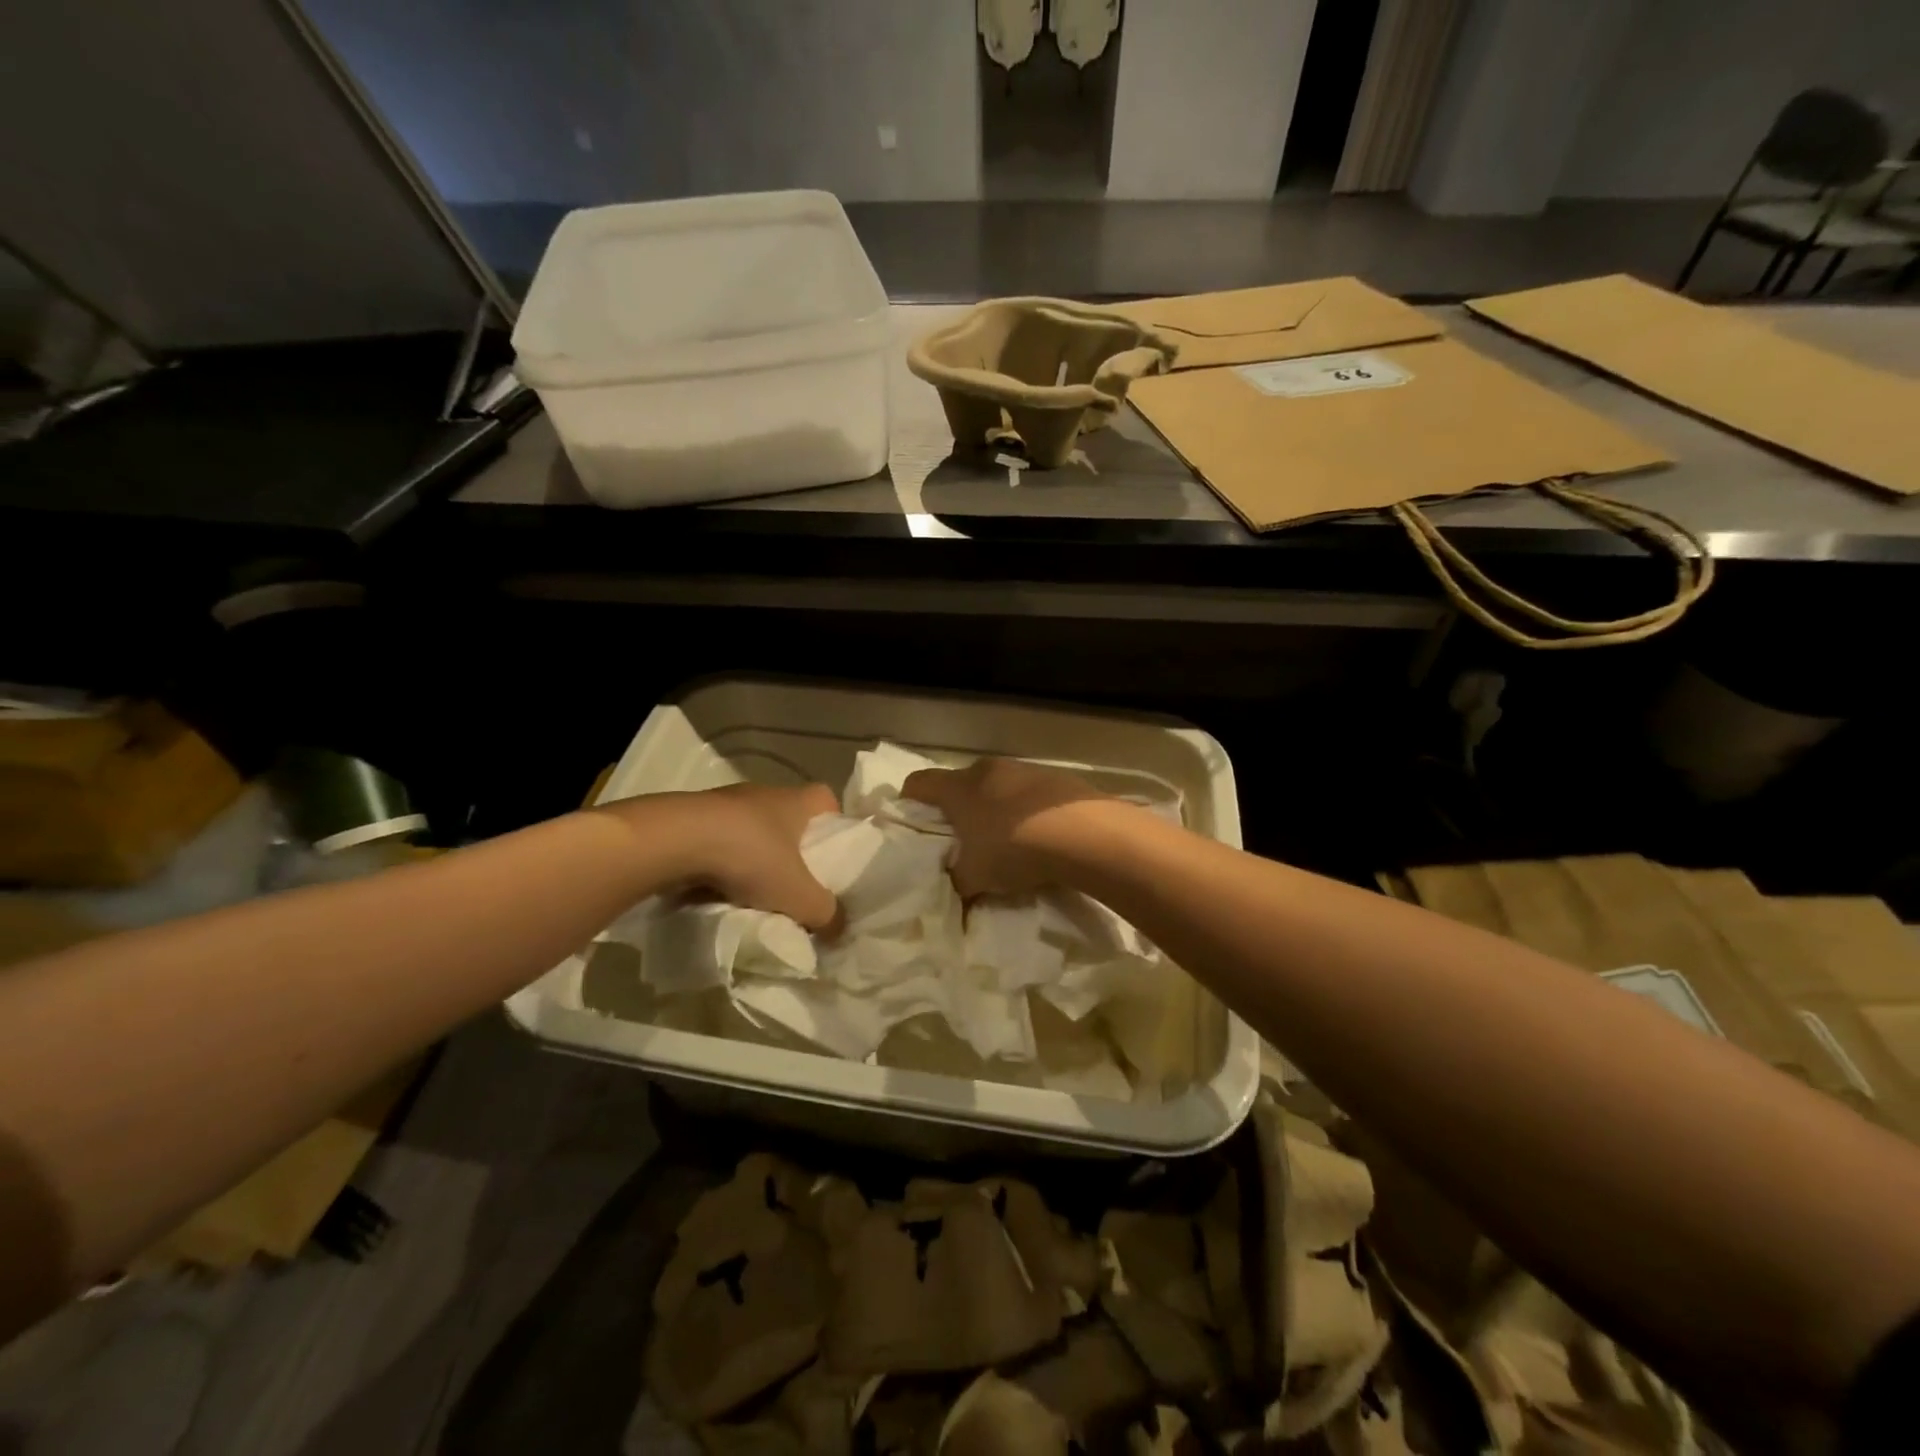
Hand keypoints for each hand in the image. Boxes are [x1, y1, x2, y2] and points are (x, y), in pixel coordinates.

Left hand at [599, 784, 840, 929]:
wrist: (675, 841)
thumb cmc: (750, 857)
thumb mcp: (799, 896)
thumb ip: (826, 913)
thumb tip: (840, 926)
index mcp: (795, 801)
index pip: (826, 799)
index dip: (834, 824)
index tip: (832, 853)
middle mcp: (763, 794)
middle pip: (788, 818)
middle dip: (793, 849)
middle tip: (796, 883)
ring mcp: (724, 803)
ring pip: (751, 830)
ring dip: (754, 857)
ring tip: (755, 893)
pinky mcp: (692, 818)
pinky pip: (718, 840)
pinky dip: (722, 862)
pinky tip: (719, 890)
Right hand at [902, 758, 1111, 896]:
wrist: (1083, 832)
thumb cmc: (1014, 848)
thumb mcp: (975, 876)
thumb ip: (957, 881)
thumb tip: (954, 888)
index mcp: (958, 787)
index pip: (918, 783)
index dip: (910, 802)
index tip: (913, 824)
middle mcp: (987, 770)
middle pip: (960, 784)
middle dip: (957, 810)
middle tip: (962, 841)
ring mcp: (1024, 769)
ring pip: (996, 787)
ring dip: (994, 808)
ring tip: (1005, 841)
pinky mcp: (1055, 777)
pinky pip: (1029, 793)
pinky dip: (1025, 810)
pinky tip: (1039, 837)